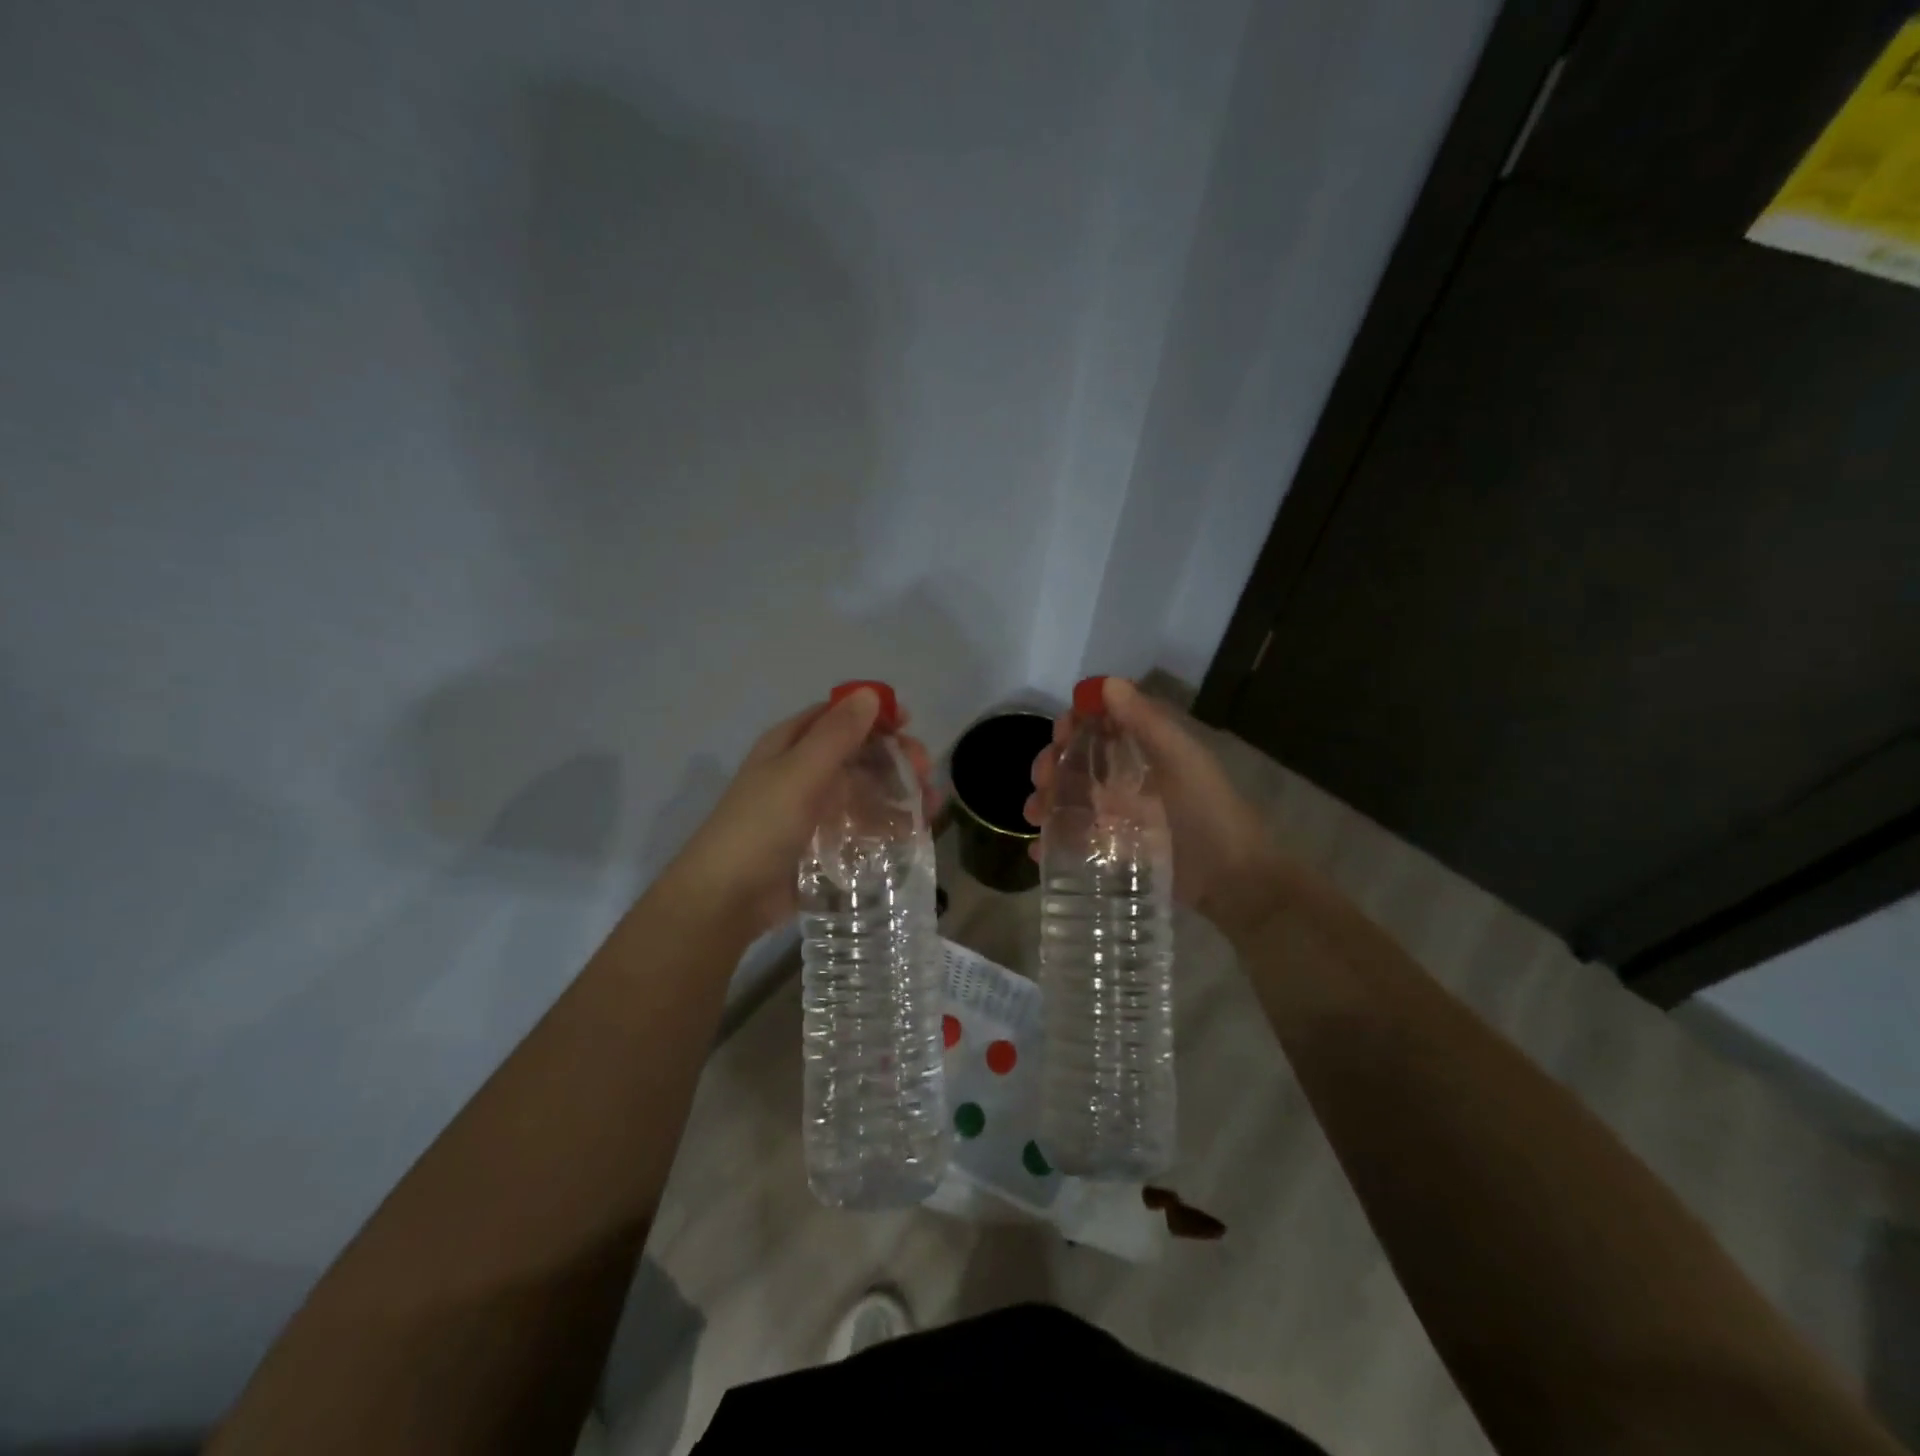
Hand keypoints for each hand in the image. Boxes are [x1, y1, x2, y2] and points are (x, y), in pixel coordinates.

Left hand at [664, 689, 938, 938]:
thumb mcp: (799, 773)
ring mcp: (813, 810)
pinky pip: (861, 827)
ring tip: (930, 808)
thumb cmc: (760, 826)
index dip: (874, 715)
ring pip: (865, 791)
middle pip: (858, 754)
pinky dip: (887, 826)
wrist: (727, 899)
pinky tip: (913, 835)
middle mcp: (803, 772)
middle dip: (895, 758)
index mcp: (790, 745)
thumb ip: (837, 734)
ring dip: (898, 794)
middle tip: (925, 773)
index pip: (837, 716)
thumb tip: (870, 693)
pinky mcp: (822, 845)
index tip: (909, 724)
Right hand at [1024, 677, 1280, 939]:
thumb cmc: (1209, 813)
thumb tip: (1106, 683)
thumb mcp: (1182, 761)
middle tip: (1043, 780)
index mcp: (1146, 752)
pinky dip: (1053, 843)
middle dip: (1052, 765)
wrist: (1233, 881)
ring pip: (1070, 800)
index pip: (1101, 726)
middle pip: (1077, 762)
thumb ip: (1146, 722)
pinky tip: (1039, 850)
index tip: (1060, 734)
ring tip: (1035, 814)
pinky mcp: (1115, 853)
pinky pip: (1076, 842)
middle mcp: (1129, 779)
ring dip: (1046, 801)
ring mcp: (1120, 818)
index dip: (1075, 724)